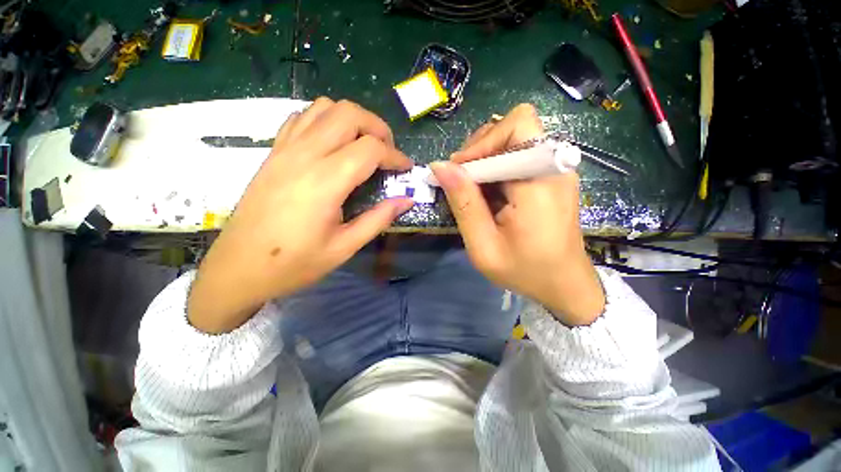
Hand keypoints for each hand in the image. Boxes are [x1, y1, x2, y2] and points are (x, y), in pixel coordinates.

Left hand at [188, 98, 413, 333]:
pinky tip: (333, 144)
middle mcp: (304, 155)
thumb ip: (379, 218)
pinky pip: (302, 118)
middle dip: (378, 128)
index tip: (406, 170)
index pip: (371, 148)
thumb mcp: (345, 247)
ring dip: (353, 120)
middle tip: (388, 152)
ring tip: (364, 145)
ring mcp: (285, 149)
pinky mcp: (273, 152)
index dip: (395, 156)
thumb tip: (407, 200)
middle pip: (349, 114)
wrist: (238, 268)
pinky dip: (325, 121)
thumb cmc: (295, 263)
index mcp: (325, 181)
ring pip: (325, 108)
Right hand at [430, 104, 604, 325]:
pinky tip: (488, 194)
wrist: (564, 285)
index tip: (457, 172)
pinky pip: (519, 157)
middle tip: (461, 181)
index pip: (516, 126)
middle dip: (480, 150)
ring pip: (514, 140)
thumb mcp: (483, 245)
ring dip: (486, 159)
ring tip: (472, 189)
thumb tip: (440, 167)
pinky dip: (496, 169)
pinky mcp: (551, 177)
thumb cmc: (525, 271)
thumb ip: (463, 204)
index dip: (481, 143)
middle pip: (513, 129)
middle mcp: (554, 167)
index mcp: (540, 183)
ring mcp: (555, 171)